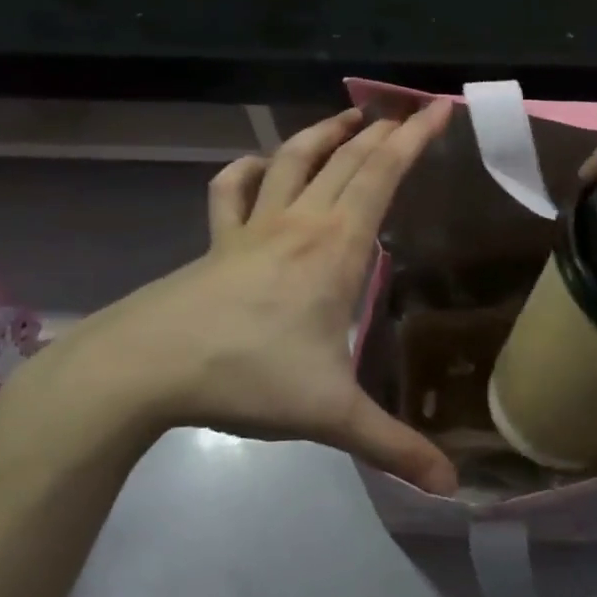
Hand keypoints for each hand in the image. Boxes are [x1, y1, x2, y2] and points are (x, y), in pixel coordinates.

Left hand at [16, 103, 457, 493]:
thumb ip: (392, 446)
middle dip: (383, 129)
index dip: (415, 138)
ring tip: (350, 119)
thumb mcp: (330, 414)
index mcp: (337, 247)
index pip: (383, 175)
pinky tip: (258, 167)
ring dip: (324, 134)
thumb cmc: (246, 376)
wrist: (144, 368)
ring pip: (293, 160)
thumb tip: (451, 487)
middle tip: (409, 111)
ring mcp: (252, 227)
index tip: (440, 108)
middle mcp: (300, 223)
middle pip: (347, 159)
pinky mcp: (216, 242)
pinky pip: (231, 191)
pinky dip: (248, 170)